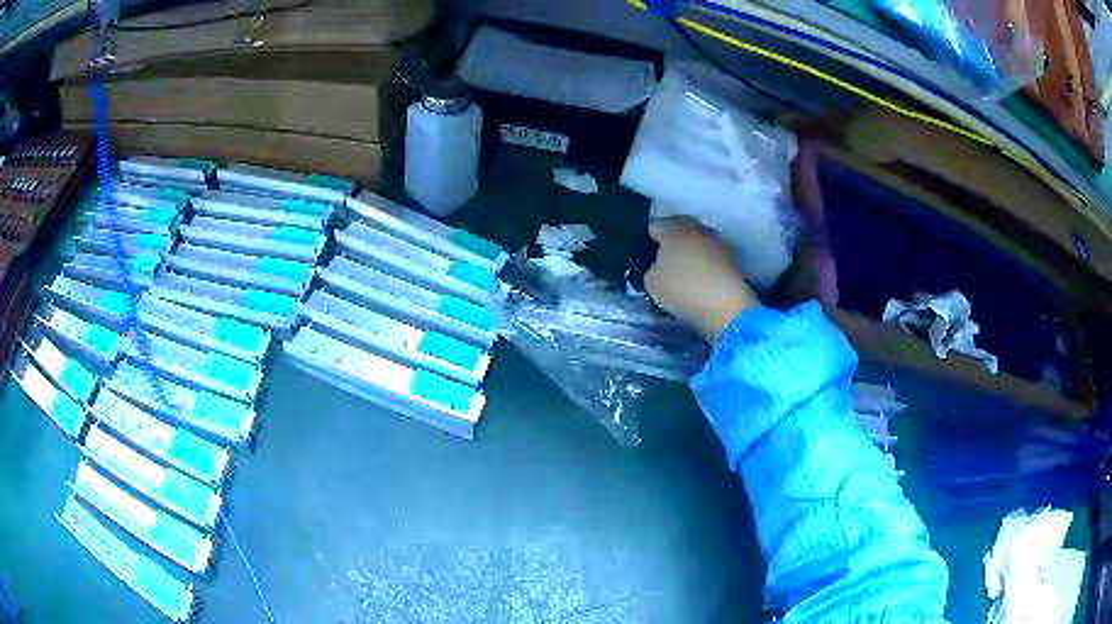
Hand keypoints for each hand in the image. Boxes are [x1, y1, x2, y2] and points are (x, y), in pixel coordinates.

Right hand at [645, 218, 757, 341]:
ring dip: (693, 251)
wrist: (727, 306)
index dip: (649, 238)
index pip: (656, 225)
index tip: (646, 253)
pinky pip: (712, 256)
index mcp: (673, 229)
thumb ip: (652, 269)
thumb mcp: (652, 283)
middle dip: (673, 241)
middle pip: (681, 229)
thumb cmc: (684, 289)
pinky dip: (706, 263)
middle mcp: (697, 228)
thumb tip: (660, 266)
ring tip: (685, 269)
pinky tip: (702, 278)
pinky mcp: (733, 259)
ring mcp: (718, 242)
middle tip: (665, 258)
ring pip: (699, 241)